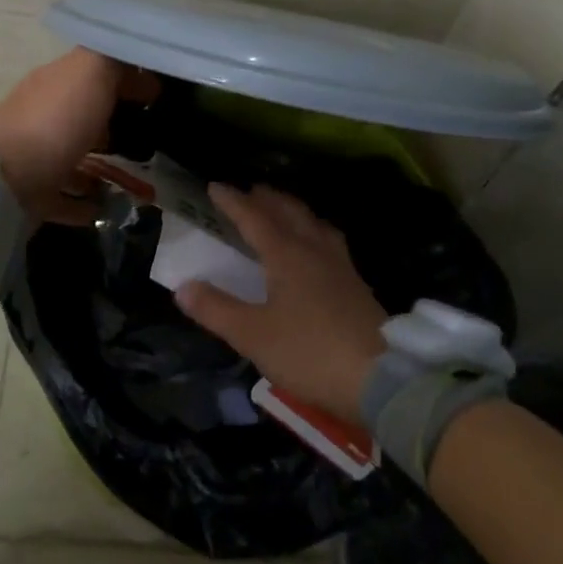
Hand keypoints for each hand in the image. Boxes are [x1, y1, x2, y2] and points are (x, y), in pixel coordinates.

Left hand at [0, 48, 157, 224]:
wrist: (4, 180)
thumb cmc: (55, 120)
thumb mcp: (91, 71)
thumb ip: (113, 60)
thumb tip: (134, 64)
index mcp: (57, 82)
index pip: (95, 72)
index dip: (127, 78)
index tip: (158, 94)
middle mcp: (44, 115)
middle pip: (84, 114)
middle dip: (113, 120)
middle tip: (150, 133)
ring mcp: (37, 157)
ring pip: (74, 155)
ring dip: (101, 163)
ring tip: (135, 176)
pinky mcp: (34, 195)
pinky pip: (66, 197)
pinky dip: (86, 202)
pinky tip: (109, 208)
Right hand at [175, 185, 387, 422]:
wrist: (380, 377)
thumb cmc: (309, 352)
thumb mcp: (253, 335)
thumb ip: (216, 310)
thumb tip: (183, 287)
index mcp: (287, 255)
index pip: (254, 218)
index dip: (233, 201)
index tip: (215, 186)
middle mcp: (315, 250)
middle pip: (290, 212)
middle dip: (267, 198)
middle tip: (250, 190)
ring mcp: (341, 265)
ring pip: (314, 223)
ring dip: (294, 210)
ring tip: (283, 210)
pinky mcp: (356, 284)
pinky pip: (329, 241)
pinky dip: (313, 230)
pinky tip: (316, 248)